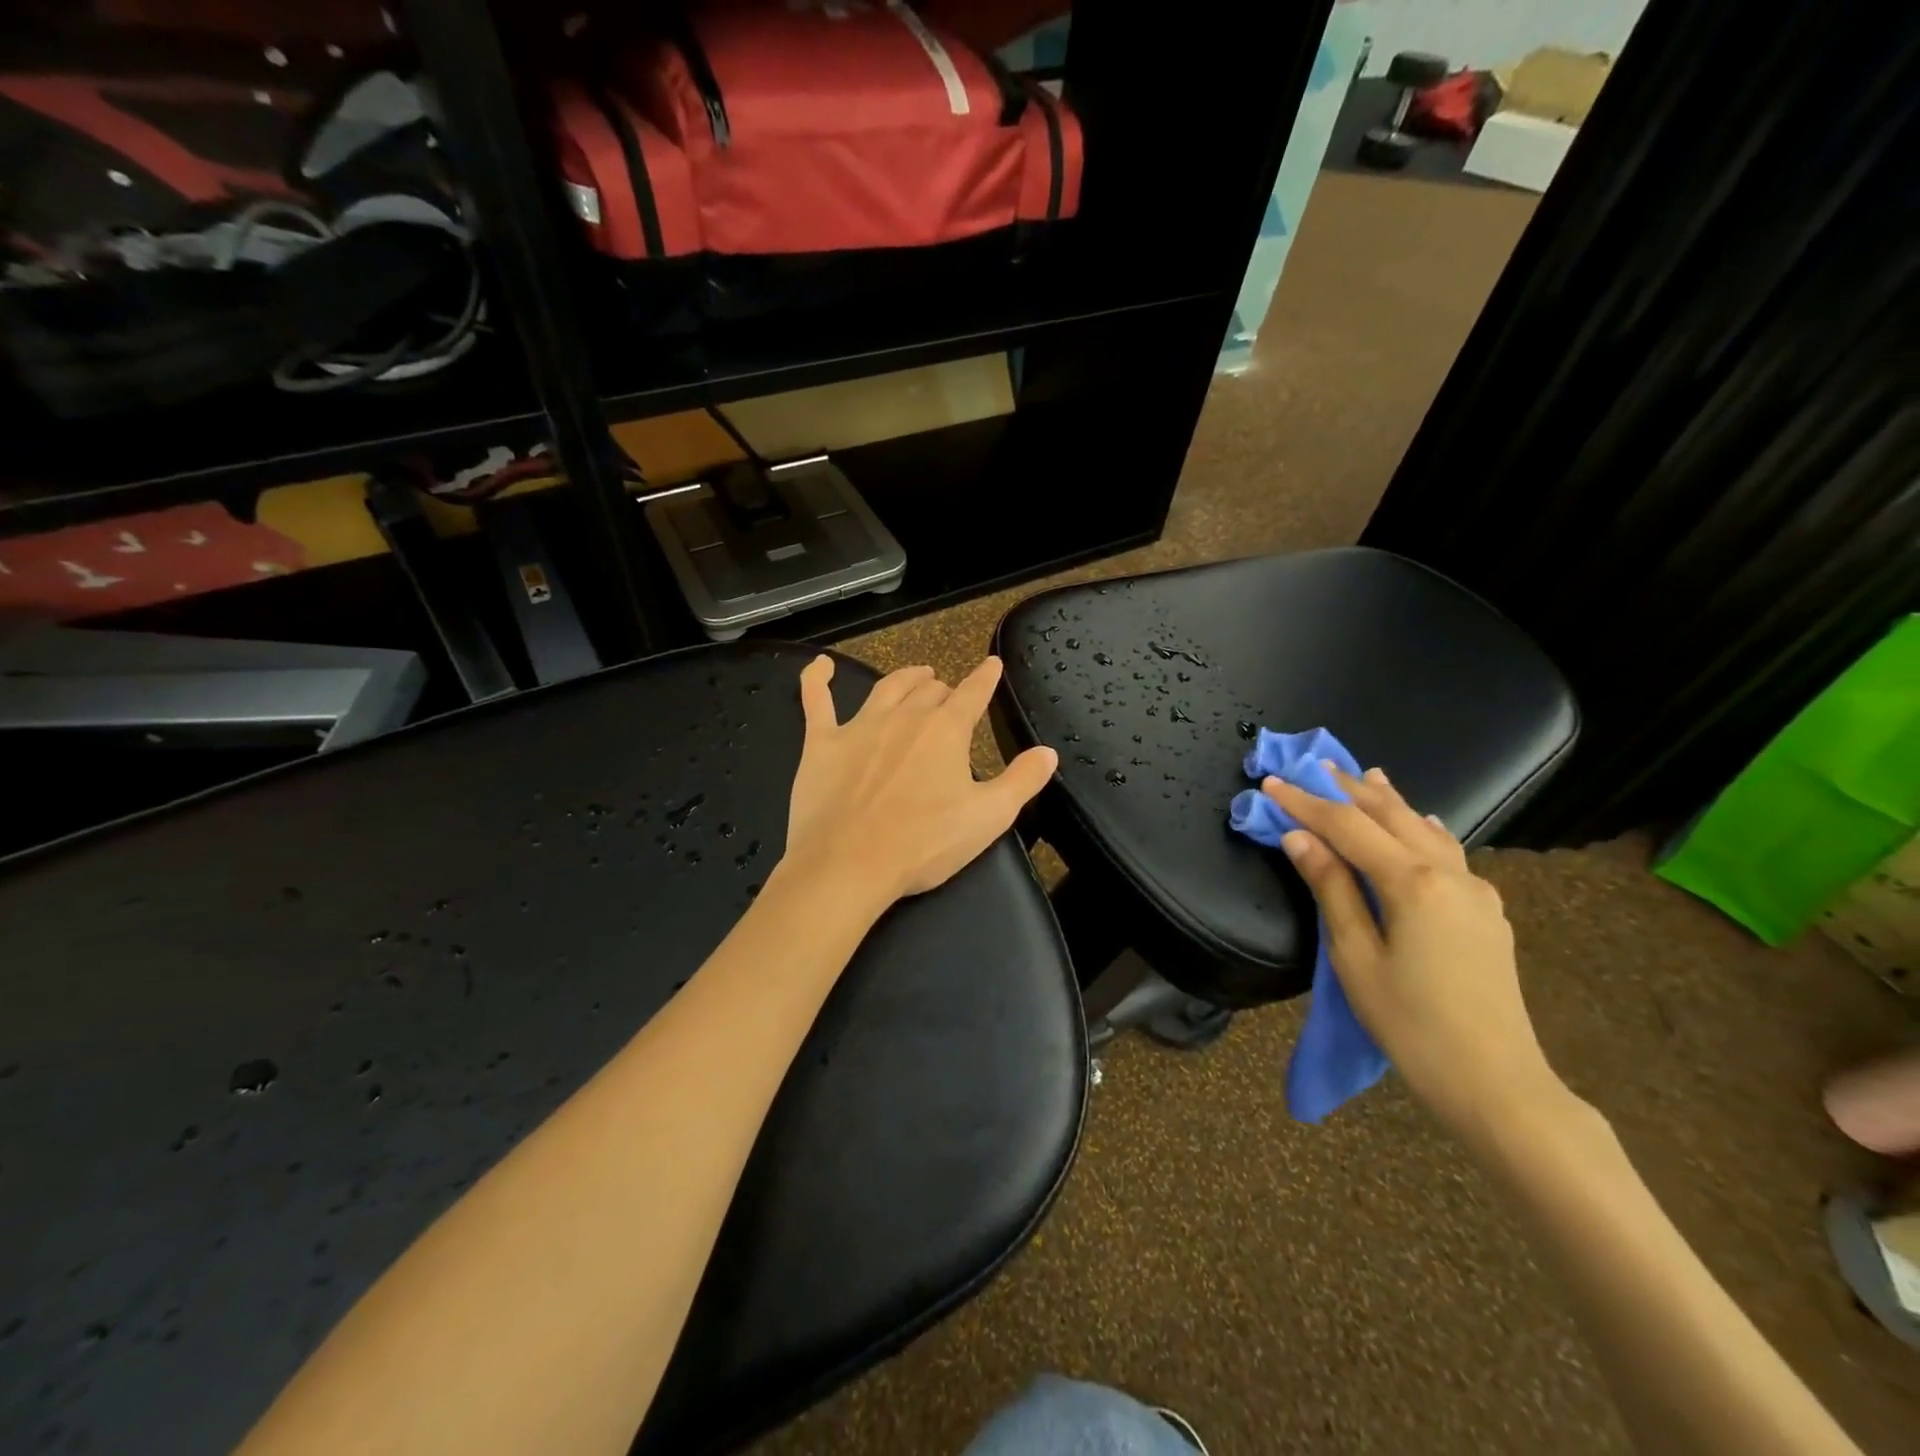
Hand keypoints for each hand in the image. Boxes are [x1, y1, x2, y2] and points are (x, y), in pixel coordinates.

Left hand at [781, 655, 1057, 913]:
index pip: (973, 694)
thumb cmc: (924, 844)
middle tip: (950, 696)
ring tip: (916, 674)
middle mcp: (904, 717)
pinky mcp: (822, 743)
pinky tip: (821, 666)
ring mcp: (859, 726)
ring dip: (905, 678)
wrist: (848, 865)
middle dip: (945, 689)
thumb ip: (1022, 781)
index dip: (986, 678)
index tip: (992, 665)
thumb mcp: (989, 818)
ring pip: (886, 688)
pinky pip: (816, 700)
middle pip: (929, 691)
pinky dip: (818, 678)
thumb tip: (1048, 752)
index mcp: (946, 731)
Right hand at [1264, 766, 1563, 1141]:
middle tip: (1311, 766)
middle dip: (1347, 789)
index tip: (1270, 783)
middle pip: (1390, 815)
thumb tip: (1298, 836)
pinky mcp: (1487, 911)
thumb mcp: (1355, 957)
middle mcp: (1449, 873)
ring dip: (1388, 801)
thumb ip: (1330, 888)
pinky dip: (1422, 827)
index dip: (1305, 803)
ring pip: (1425, 827)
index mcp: (1413, 883)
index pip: (1347, 827)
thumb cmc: (1411, 1024)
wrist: (1497, 1083)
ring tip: (1364, 776)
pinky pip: (1448, 851)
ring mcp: (1475, 890)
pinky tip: (1420, 822)